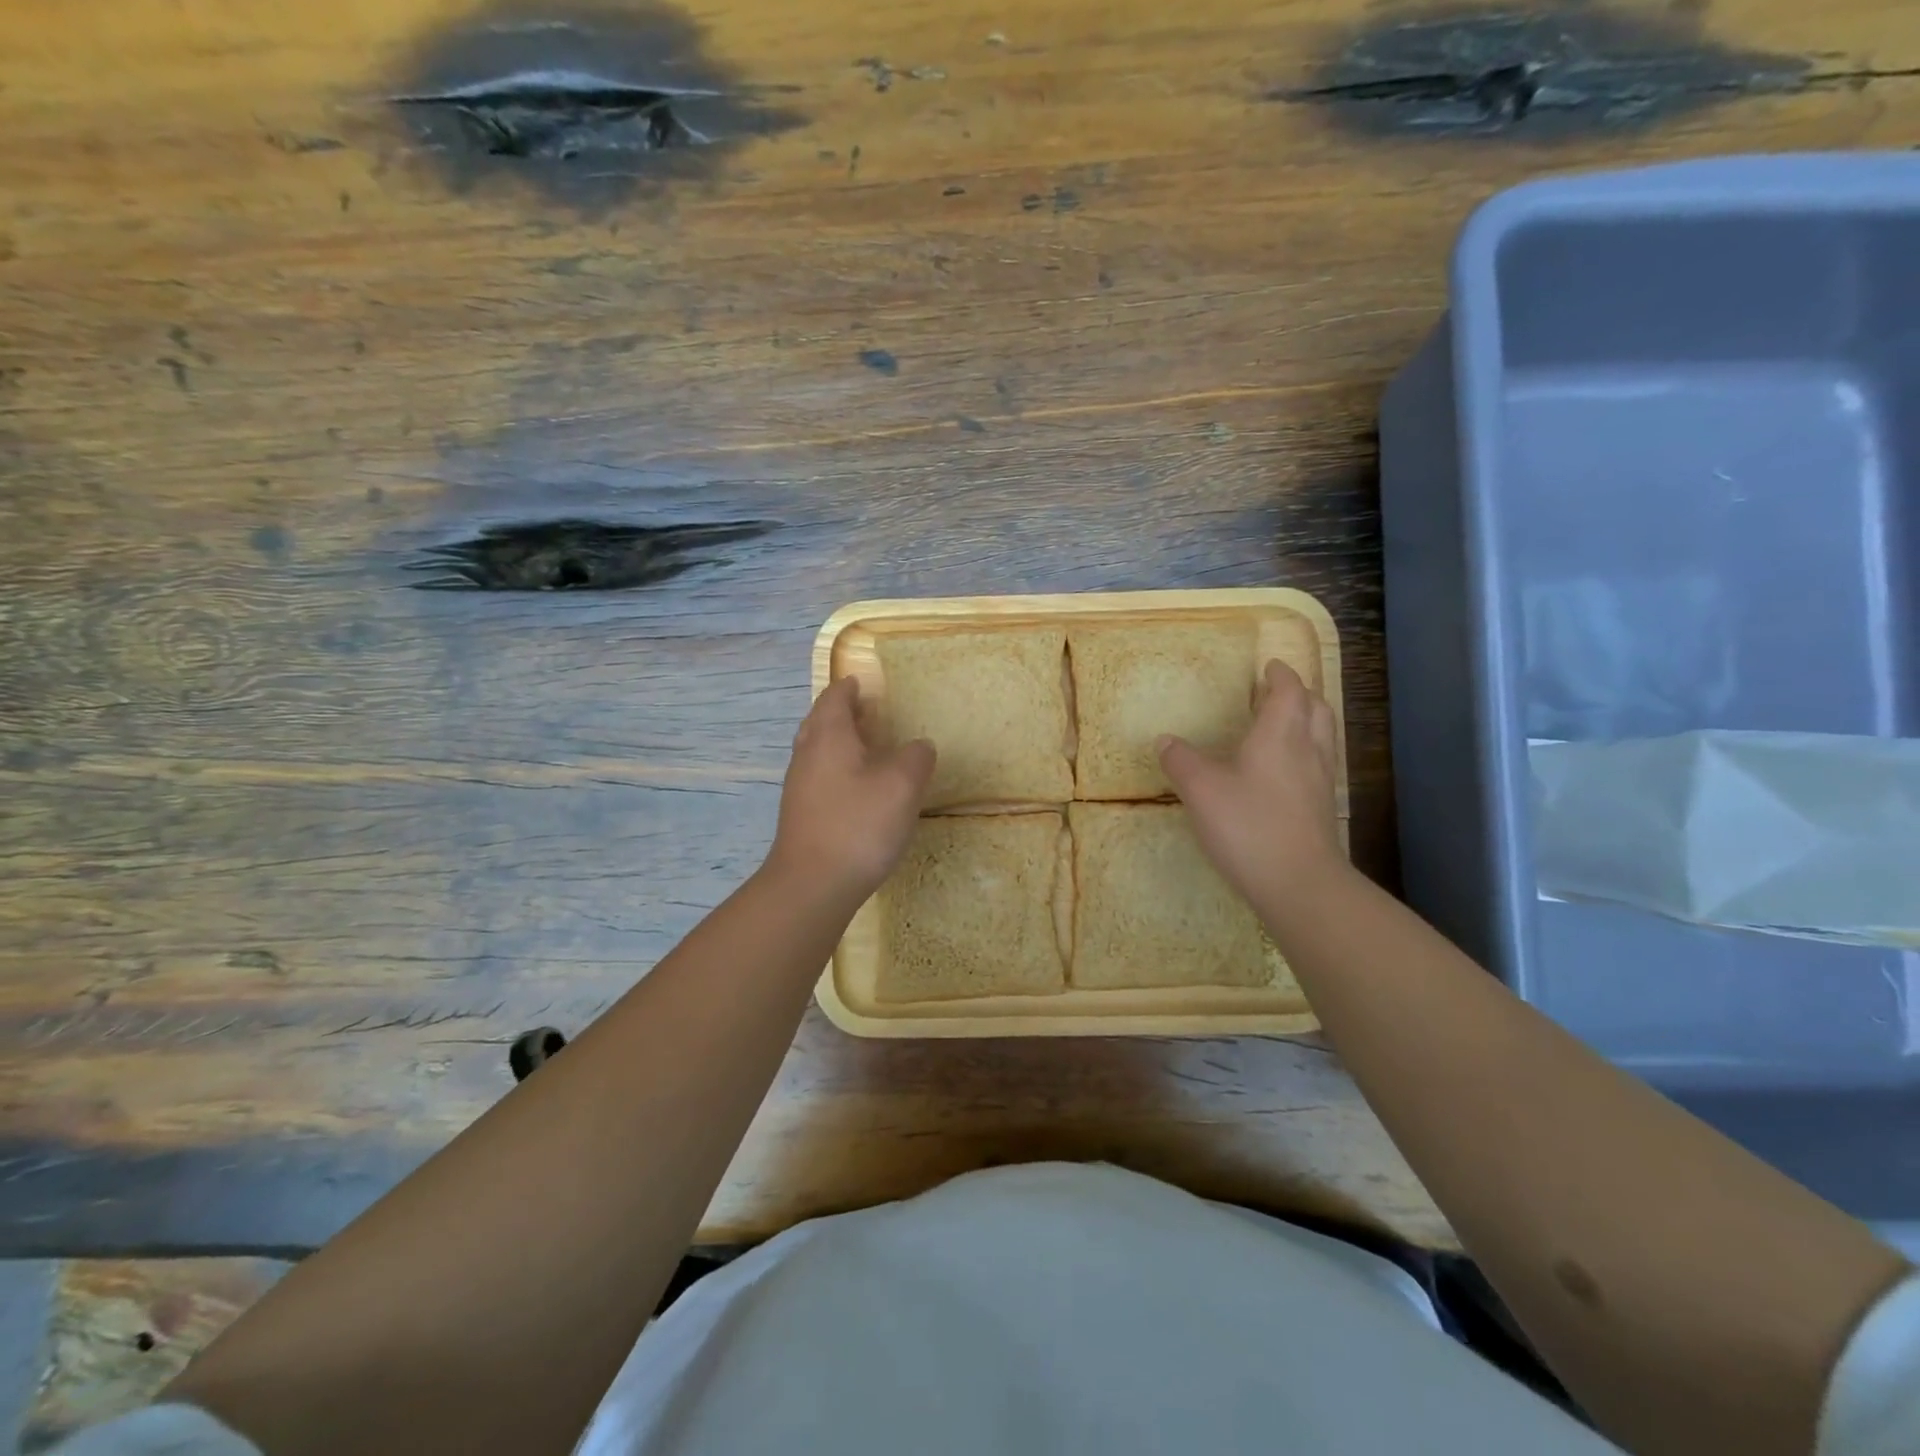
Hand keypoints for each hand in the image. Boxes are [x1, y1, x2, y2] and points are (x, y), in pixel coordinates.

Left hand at [766, 676, 935, 904]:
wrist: (811, 886)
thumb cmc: (858, 825)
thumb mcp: (902, 786)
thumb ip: (916, 757)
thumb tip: (919, 746)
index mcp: (829, 737)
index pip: (834, 698)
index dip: (849, 687)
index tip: (862, 682)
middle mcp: (807, 755)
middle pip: (819, 721)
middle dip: (841, 712)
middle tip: (867, 711)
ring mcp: (799, 787)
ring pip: (816, 750)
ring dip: (838, 741)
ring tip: (867, 747)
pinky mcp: (801, 815)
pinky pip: (818, 776)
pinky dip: (836, 768)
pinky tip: (857, 787)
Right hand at [1158, 660, 1347, 916]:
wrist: (1298, 883)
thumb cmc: (1248, 825)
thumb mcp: (1200, 789)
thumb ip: (1181, 761)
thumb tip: (1166, 740)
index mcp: (1281, 735)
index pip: (1289, 691)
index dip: (1281, 675)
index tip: (1270, 666)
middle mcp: (1308, 751)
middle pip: (1316, 709)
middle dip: (1299, 694)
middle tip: (1277, 693)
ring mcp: (1320, 782)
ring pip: (1322, 737)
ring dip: (1306, 722)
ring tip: (1282, 726)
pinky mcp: (1321, 810)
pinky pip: (1319, 764)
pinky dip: (1305, 752)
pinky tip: (1283, 772)